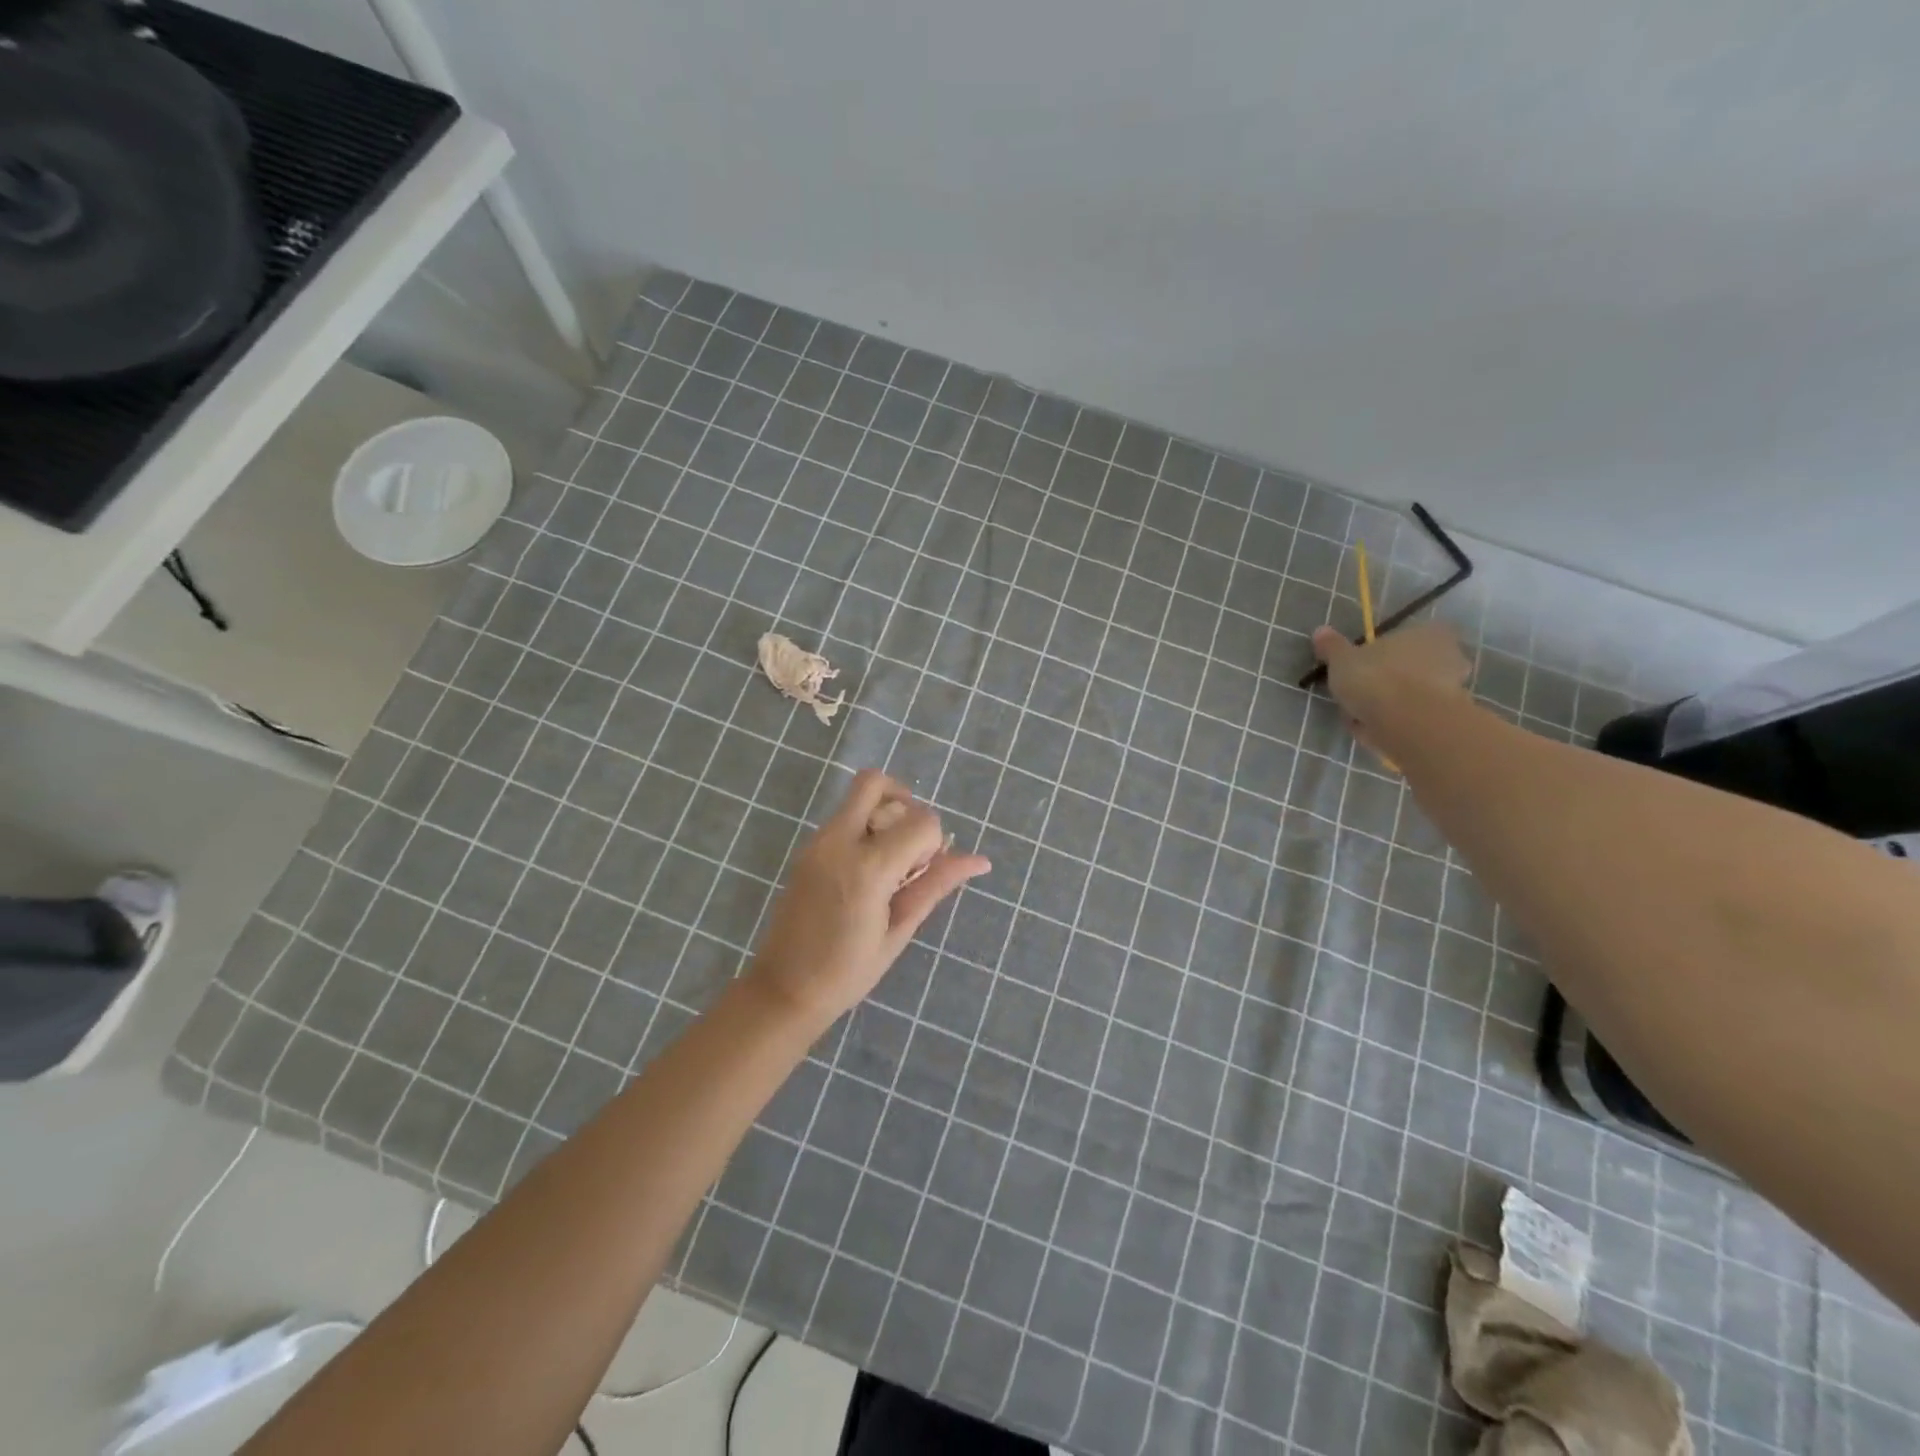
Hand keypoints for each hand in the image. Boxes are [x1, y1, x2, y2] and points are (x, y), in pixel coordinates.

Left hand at [748, 770, 990, 1023]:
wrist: (784, 989)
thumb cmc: (848, 971)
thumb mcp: (899, 930)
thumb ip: (936, 885)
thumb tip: (979, 860)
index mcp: (868, 867)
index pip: (921, 821)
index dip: (935, 842)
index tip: (924, 873)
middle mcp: (839, 842)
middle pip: (875, 782)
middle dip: (904, 803)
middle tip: (910, 844)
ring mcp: (817, 842)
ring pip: (857, 797)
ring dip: (883, 815)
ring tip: (890, 862)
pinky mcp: (807, 850)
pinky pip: (843, 819)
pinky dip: (865, 828)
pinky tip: (869, 871)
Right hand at [1311, 621, 1471, 756]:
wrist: (1410, 724)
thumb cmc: (1376, 679)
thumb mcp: (1342, 660)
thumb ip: (1332, 647)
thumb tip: (1321, 630)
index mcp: (1428, 632)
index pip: (1410, 636)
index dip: (1388, 651)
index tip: (1366, 665)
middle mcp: (1449, 656)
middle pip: (1414, 665)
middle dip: (1392, 679)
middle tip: (1362, 693)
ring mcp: (1454, 689)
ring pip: (1414, 693)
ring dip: (1393, 704)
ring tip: (1363, 716)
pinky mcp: (1448, 720)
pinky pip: (1415, 717)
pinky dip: (1397, 723)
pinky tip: (1375, 731)